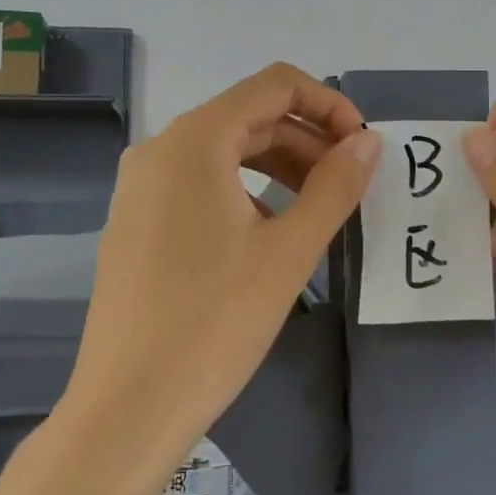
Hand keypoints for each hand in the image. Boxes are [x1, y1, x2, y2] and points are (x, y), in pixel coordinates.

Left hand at [60, 63, 382, 485]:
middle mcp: (160, 149)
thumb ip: (335, 186)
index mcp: (194, 141)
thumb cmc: (215, 323)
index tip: (363, 145)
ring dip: (279, 166)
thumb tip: (368, 142)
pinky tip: (269, 232)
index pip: (274, 85)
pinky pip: (199, 183)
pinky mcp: (136, 221)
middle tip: (350, 183)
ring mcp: (141, 187)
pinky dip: (245, 190)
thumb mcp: (289, 251)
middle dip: (307, 140)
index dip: (328, 104)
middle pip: (249, 117)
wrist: (127, 409)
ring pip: (225, 152)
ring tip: (318, 207)